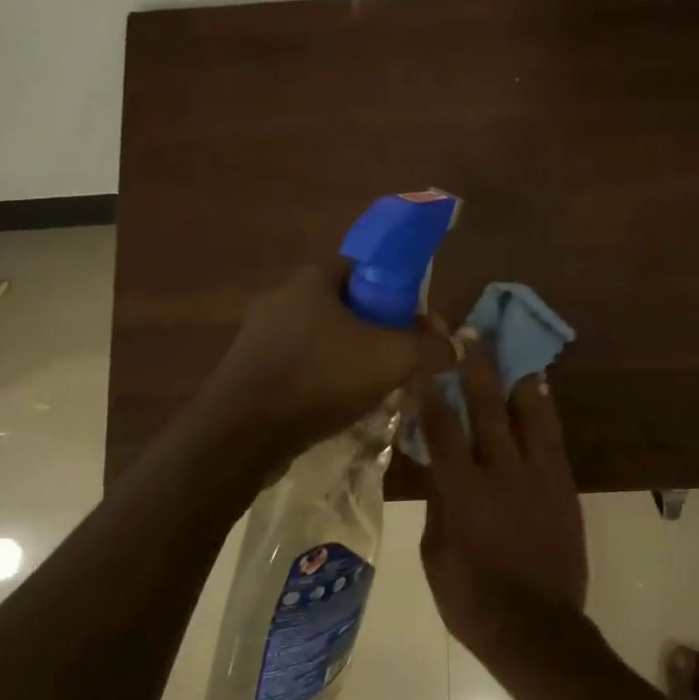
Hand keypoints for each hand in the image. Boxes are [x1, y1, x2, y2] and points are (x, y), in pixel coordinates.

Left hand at [202, 259, 454, 456]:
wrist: (243, 432)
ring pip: (319, 337)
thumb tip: (455, 347)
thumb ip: (429, 347)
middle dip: (373, 328)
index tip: (411, 320)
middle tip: (397, 356)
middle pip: (343, 304)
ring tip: (370, 387)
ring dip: (346, 356)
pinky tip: (334, 404)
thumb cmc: (320, 378)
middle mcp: (281, 297)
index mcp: (312, 279)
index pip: (363, 267)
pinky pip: (296, 364)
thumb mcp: (392, 358)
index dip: (394, 289)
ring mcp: (258, 334)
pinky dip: (319, 378)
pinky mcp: (246, 369)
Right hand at [415, 337, 587, 650]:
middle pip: (485, 407)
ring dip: (515, 377)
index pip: (441, 427)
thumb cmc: (472, 599)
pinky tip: (538, 389)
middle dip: (475, 366)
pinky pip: (553, 436)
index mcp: (461, 490)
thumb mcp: (435, 554)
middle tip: (469, 332)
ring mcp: (538, 476)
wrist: (537, 627)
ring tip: (510, 348)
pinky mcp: (563, 485)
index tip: (425, 356)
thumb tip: (436, 468)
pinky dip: (544, 409)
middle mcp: (501, 472)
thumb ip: (437, 504)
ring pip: (527, 413)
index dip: (431, 388)